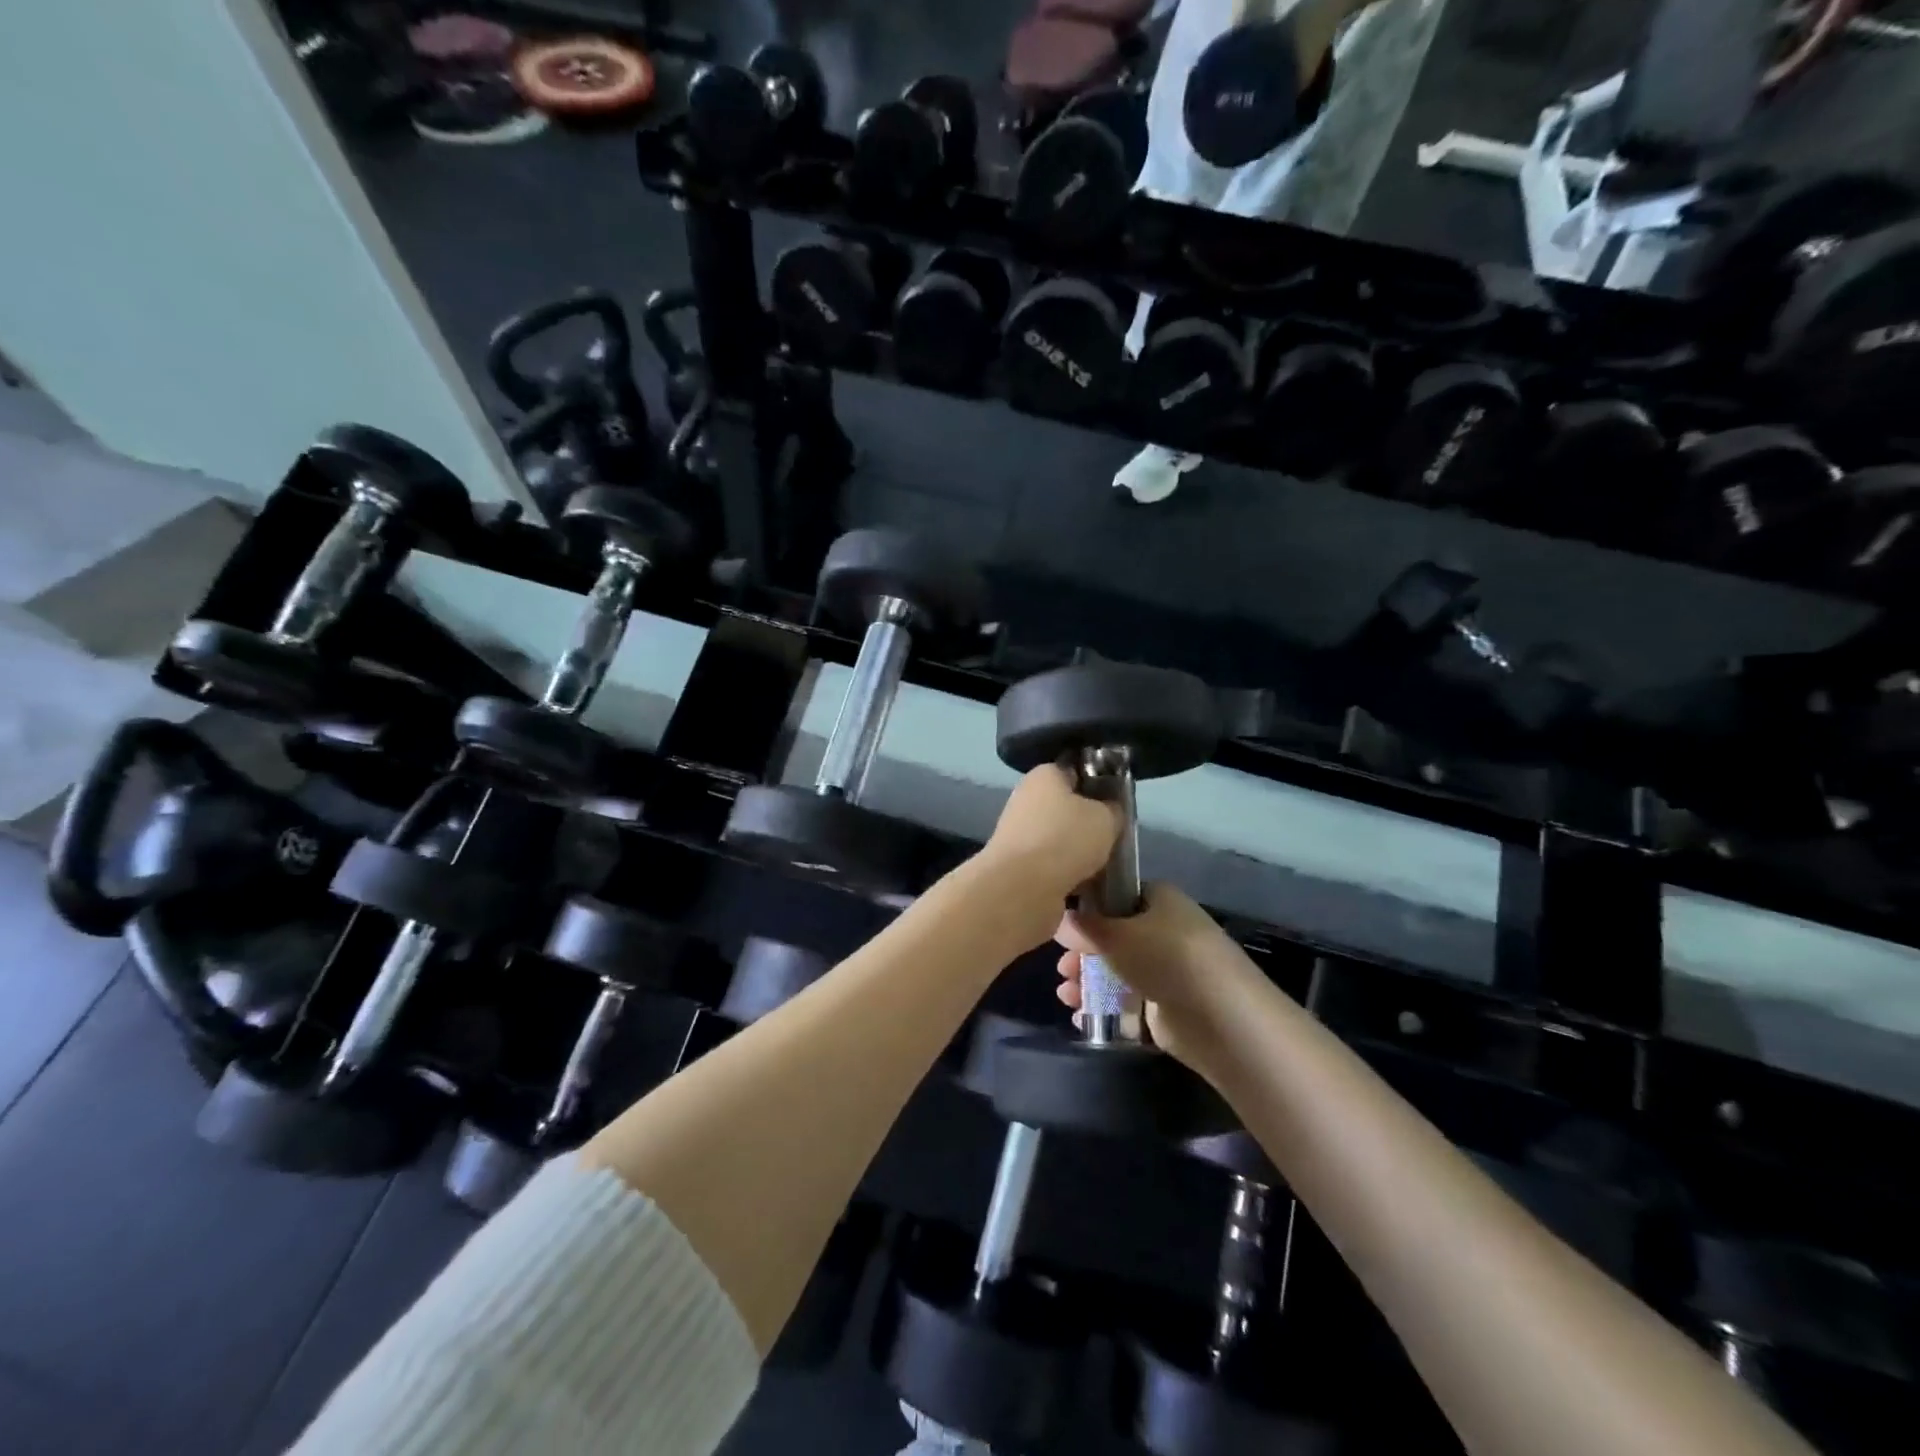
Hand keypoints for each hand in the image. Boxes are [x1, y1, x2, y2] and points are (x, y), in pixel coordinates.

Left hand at [979, 764, 1121, 905]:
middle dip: (1089, 824)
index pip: (1074, 771)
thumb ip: (1112, 810)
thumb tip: (1109, 810)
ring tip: (1103, 867)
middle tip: (1112, 838)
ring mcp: (1018, 833)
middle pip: (1067, 808)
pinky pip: (1050, 865)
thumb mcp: (1106, 818)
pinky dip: (1066, 874)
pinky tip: (1085, 886)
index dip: (1097, 784)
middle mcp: (1026, 799)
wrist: (1022, 888)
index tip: (1116, 803)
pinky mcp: (1017, 865)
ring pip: (1059, 839)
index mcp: (1044, 776)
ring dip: (1078, 853)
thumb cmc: (1066, 839)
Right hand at [1054, 883, 1256, 1067]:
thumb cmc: (1166, 957)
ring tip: (1067, 995)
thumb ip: (1085, 927)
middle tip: (1063, 968)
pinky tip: (1082, 1016)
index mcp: (1160, 900)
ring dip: (1089, 981)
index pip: (1119, 895)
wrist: (1220, 1017)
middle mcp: (1165, 930)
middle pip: (1114, 937)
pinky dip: (1105, 1008)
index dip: (1090, 908)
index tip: (1064, 925)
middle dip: (1084, 953)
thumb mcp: (1116, 935)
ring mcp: (1167, 970)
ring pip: (1118, 970)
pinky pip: (1128, 1002)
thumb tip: (1061, 919)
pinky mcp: (1167, 1006)